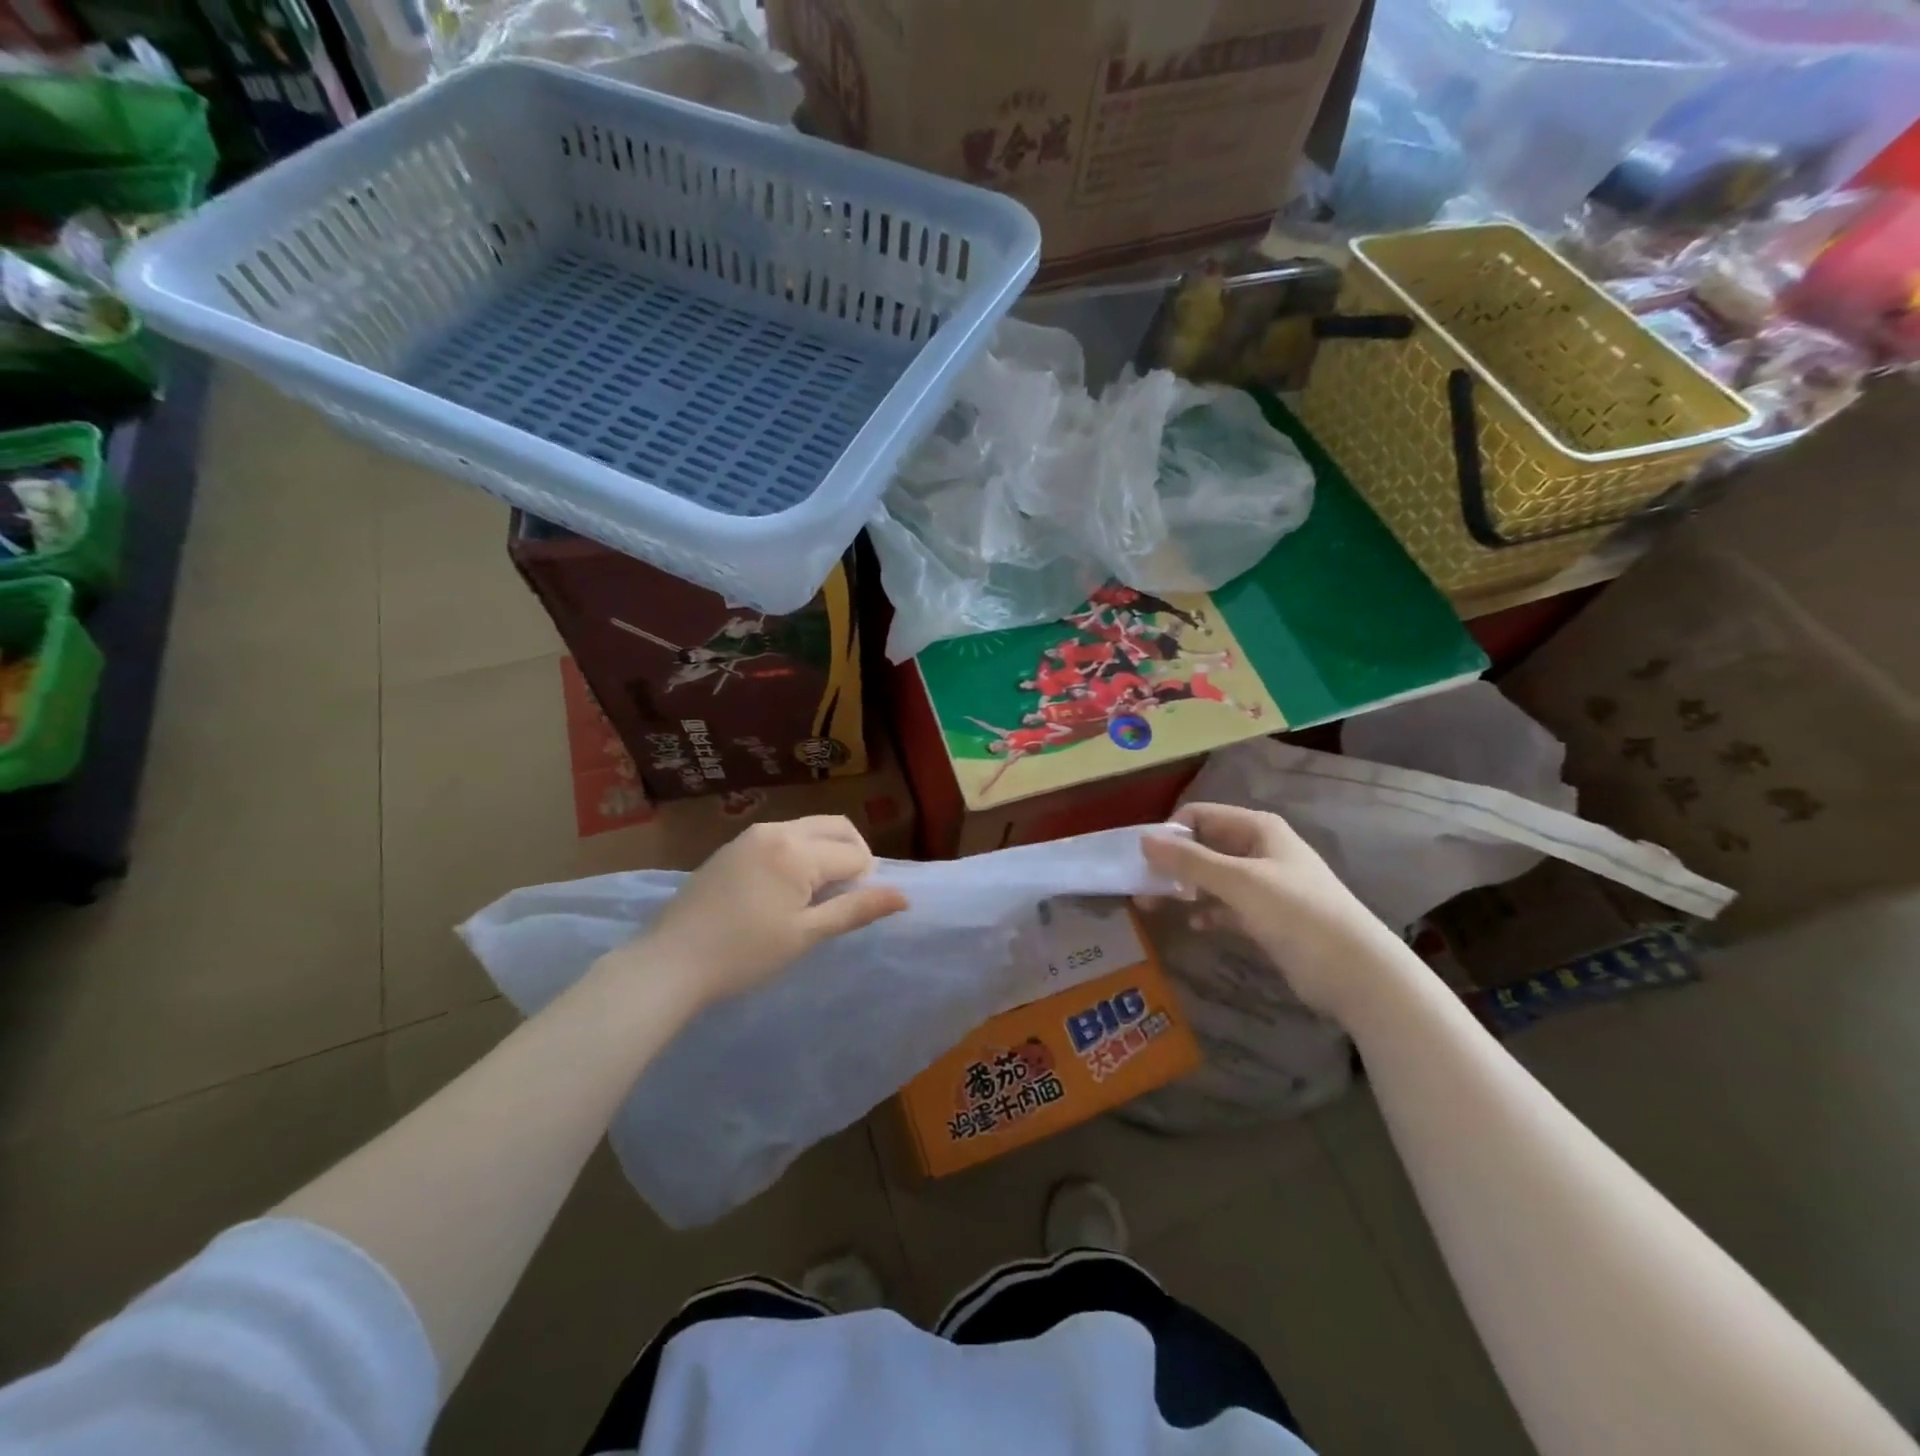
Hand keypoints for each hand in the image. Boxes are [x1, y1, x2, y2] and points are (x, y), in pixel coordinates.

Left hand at [627, 816, 908, 1008]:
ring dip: (825, 851)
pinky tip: (784, 889)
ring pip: (808, 829)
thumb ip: (856, 909)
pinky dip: (799, 852)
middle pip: (836, 827)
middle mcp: (777, 830)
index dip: (864, 881)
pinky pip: (782, 836)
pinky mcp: (733, 846)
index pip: (854, 854)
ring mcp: (751, 835)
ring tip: (815, 896)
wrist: (670, 963)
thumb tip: (904, 896)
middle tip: (846, 895)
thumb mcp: (806, 935)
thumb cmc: (744, 954)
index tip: (847, 912)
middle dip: (853, 853)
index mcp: (798, 850)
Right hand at [1140, 803, 1400, 1020]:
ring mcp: (1264, 884)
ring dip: (1185, 889)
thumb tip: (1143, 840)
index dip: (1170, 833)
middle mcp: (1259, 849)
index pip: (1200, 815)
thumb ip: (1189, 861)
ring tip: (1155, 908)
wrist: (1355, 971)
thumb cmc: (1296, 912)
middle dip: (1172, 864)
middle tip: (1141, 889)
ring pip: (1212, 878)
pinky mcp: (1267, 916)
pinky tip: (1195, 925)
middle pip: (1204, 846)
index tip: (1144, 861)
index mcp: (1257, 828)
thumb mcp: (1238, 881)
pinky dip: (1208, 911)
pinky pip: (1226, 905)